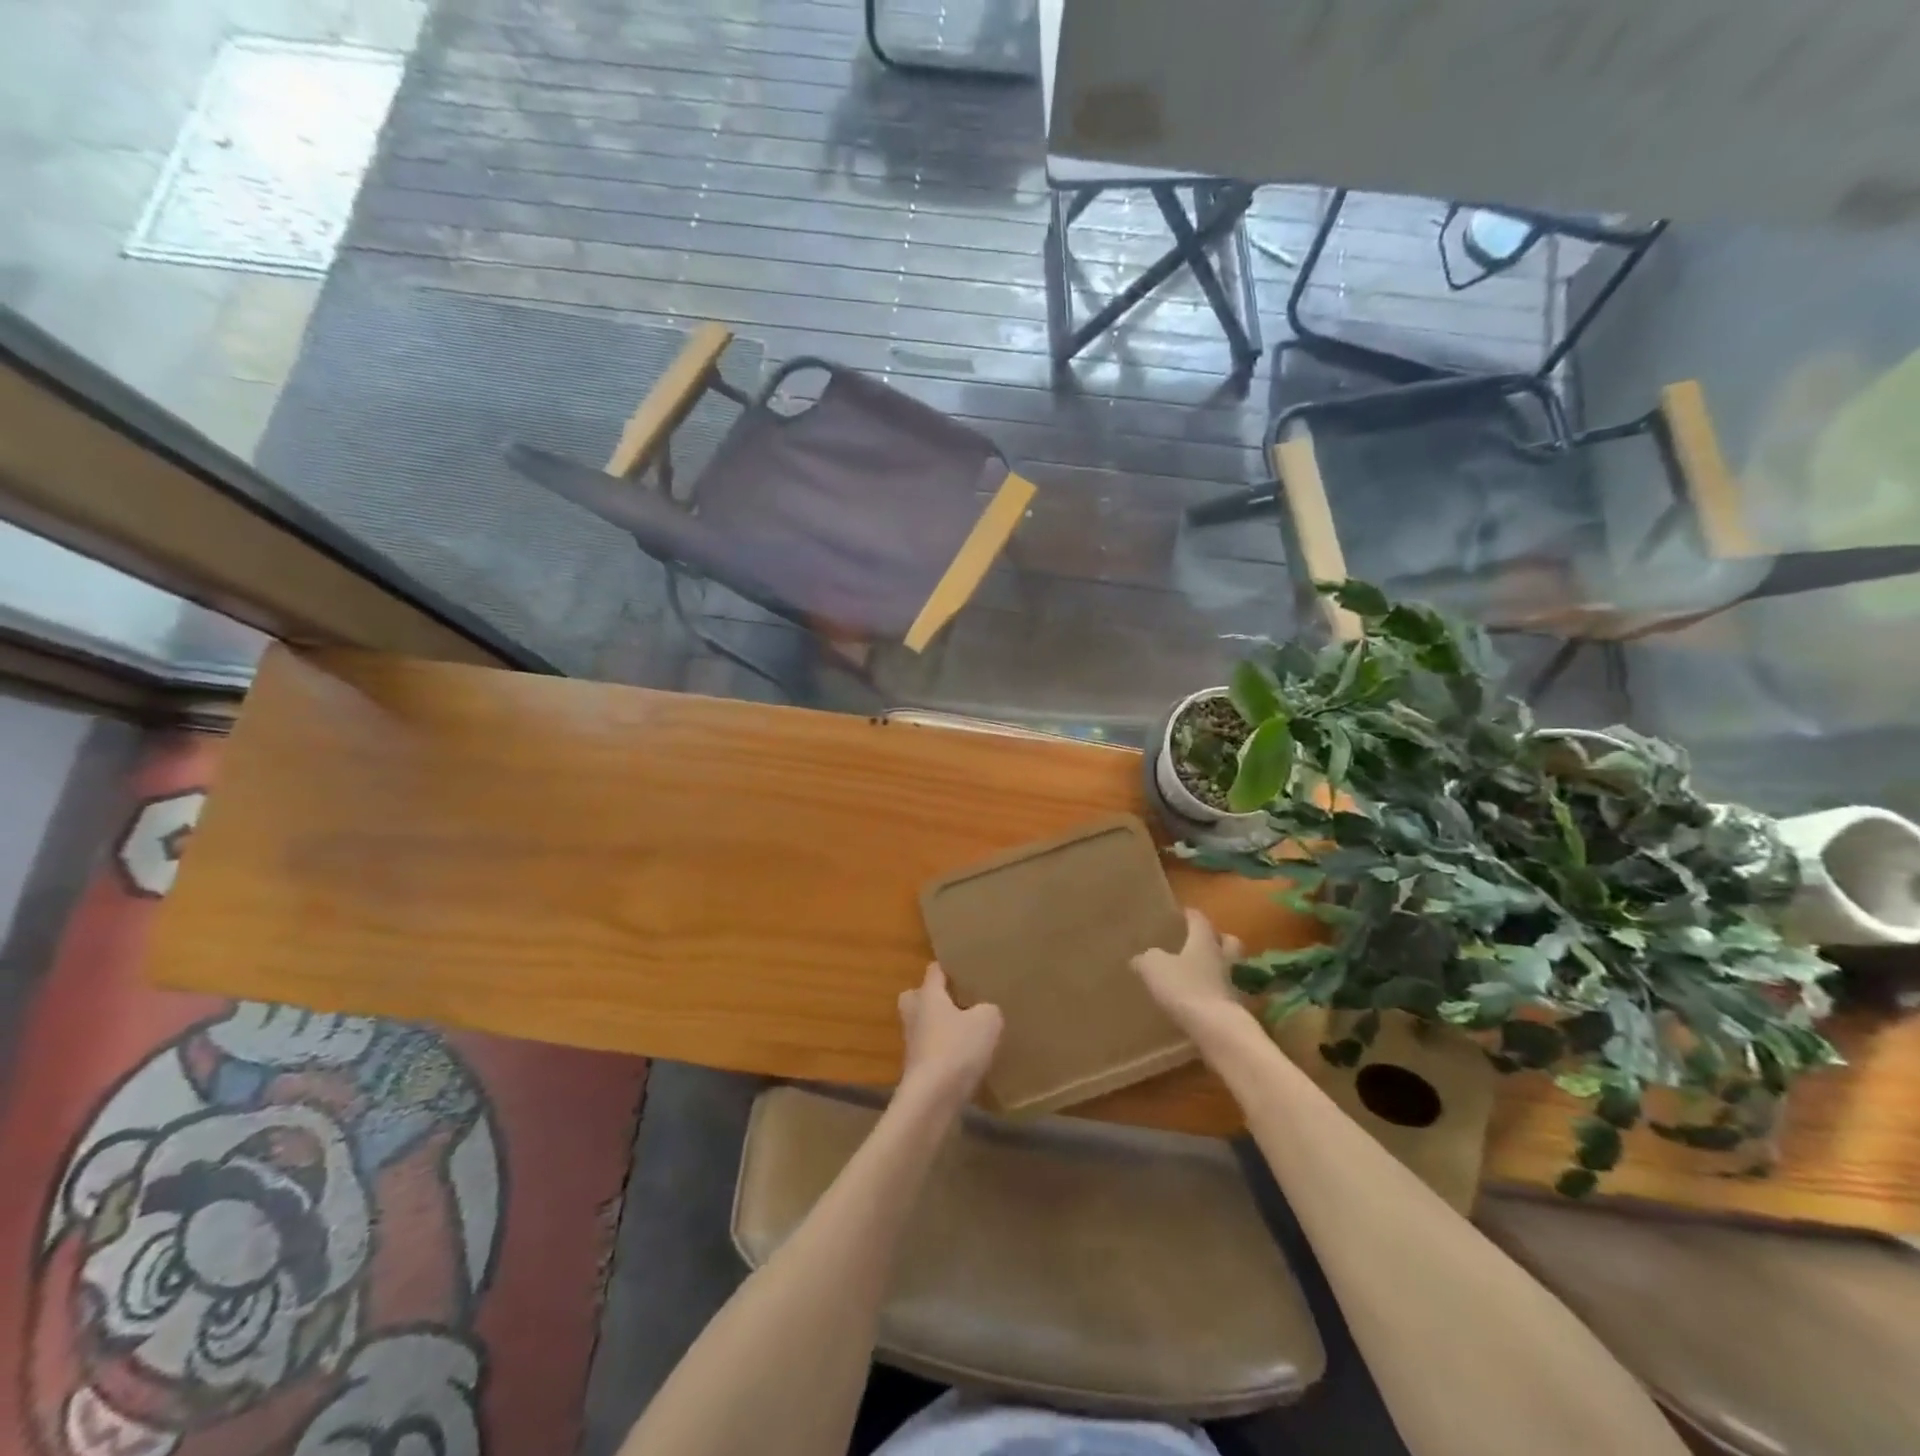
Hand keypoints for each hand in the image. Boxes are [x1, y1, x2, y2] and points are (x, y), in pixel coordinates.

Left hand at [897, 965, 1002, 1110]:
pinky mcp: (916, 1070)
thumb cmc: (957, 1048)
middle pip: (916, 997)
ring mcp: (912, 1043)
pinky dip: (943, 1052)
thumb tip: (985, 1011)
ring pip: (922, 1025)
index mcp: (928, 995)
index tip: (963, 968)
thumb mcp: (987, 1021)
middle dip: (932, 998)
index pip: (934, 971)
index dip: (947, 967)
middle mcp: (914, 1015)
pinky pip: (930, 1051)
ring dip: (938, 1028)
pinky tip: (963, 1060)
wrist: (932, 1098)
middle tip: (956, 1001)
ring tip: (965, 1033)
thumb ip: (989, 1009)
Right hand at [1132, 909, 1248, 1039]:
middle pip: (1228, 941)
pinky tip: (1205, 1000)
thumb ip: (1146, 958)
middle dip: (1218, 939)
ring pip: (1231, 968)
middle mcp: (1224, 958)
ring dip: (1220, 968)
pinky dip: (1218, 994)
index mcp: (1204, 941)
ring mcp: (1234, 984)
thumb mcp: (1153, 967)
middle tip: (1203, 942)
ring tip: (1202, 974)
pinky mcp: (1237, 1009)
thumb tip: (1140, 958)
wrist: (1216, 1028)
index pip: (1200, 920)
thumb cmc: (1184, 987)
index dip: (1191, 915)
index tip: (1184, 913)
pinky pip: (1228, 994)